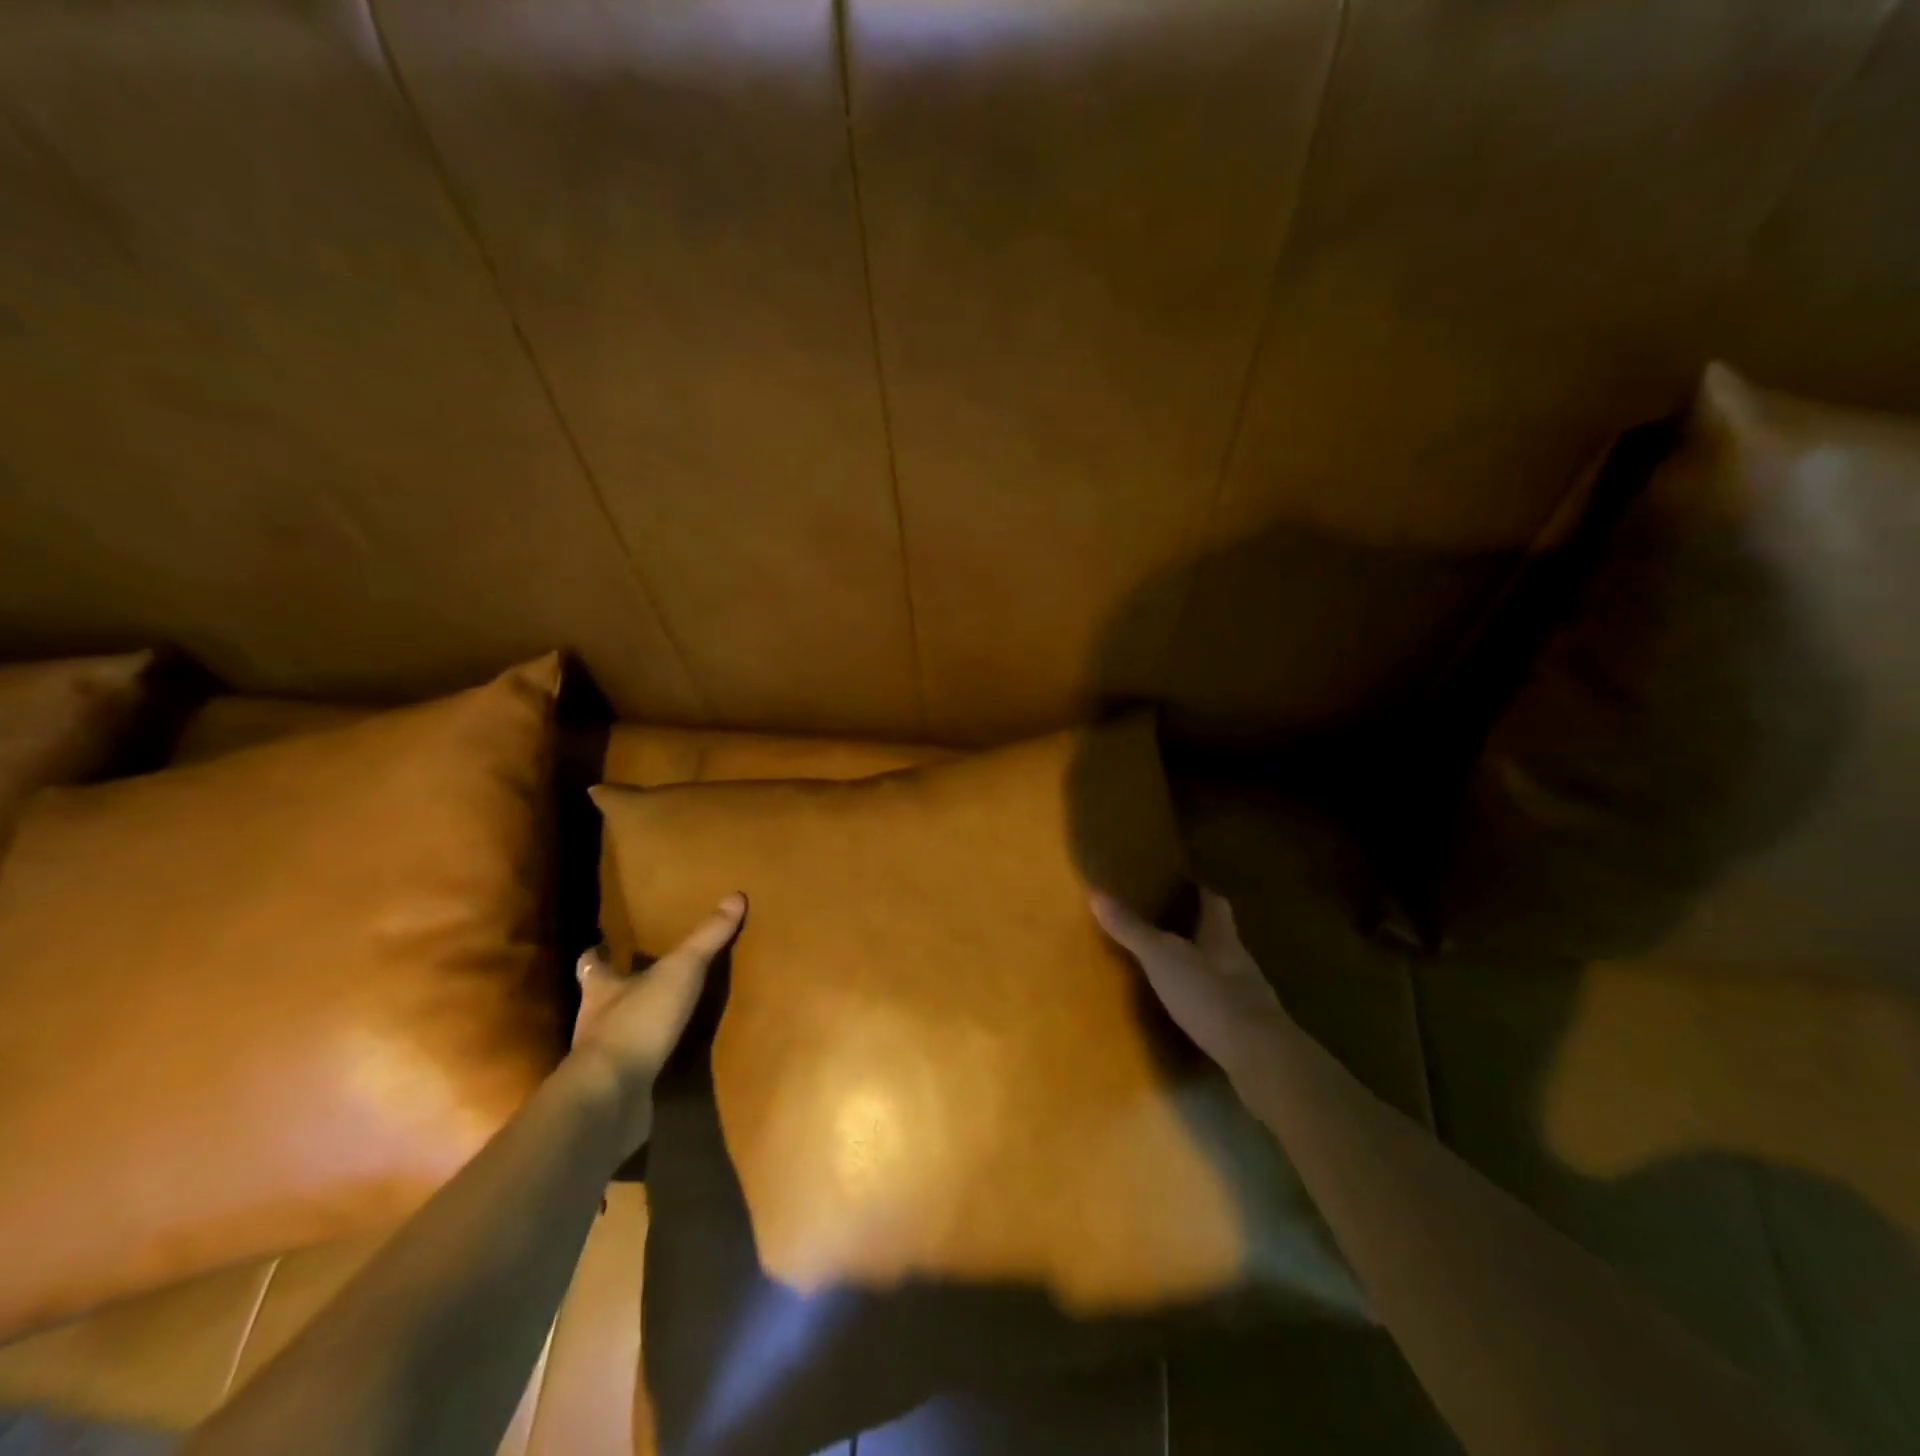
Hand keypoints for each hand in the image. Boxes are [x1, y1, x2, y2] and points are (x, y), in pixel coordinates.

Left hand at [570, 893, 746, 1095]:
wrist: (610, 1098)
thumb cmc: (638, 1022)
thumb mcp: (680, 971)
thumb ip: (707, 937)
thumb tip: (736, 895)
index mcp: (602, 989)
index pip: (591, 965)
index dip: (596, 955)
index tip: (599, 946)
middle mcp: (594, 1022)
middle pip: (600, 1000)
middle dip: (616, 992)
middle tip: (639, 980)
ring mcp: (602, 1062)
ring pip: (615, 1037)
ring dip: (633, 1030)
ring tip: (659, 1022)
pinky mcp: (614, 1093)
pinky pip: (631, 1073)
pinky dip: (645, 1067)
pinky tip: (666, 1065)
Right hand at [1091, 887, 1284, 1078]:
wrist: (1259, 1056)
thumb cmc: (1209, 994)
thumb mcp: (1162, 958)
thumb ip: (1132, 929)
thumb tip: (1096, 893)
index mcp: (1222, 935)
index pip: (1214, 903)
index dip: (1200, 892)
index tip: (1184, 885)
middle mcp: (1239, 960)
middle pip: (1220, 936)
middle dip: (1198, 929)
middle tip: (1168, 926)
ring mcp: (1249, 997)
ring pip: (1223, 971)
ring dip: (1202, 968)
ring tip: (1173, 970)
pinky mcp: (1248, 1030)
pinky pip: (1224, 1006)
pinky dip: (1206, 1003)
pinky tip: (1190, 1012)